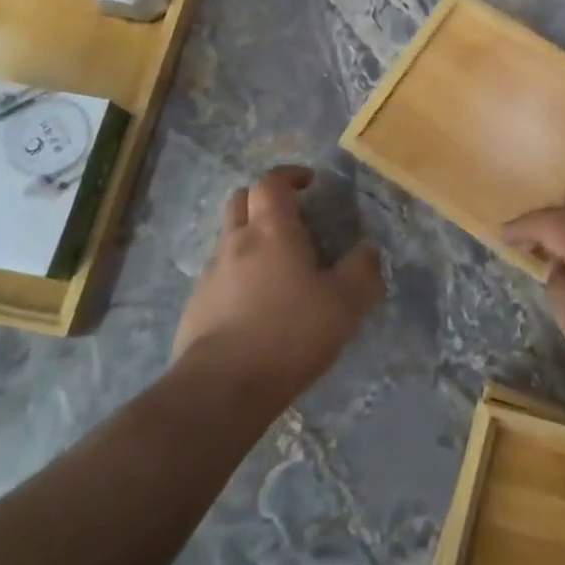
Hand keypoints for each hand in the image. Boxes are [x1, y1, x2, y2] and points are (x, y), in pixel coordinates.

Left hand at [172, 167, 384, 402]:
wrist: (221, 389)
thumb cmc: (289, 334)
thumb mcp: (344, 304)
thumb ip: (362, 271)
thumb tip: (369, 250)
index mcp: (271, 230)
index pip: (272, 182)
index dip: (290, 175)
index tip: (309, 183)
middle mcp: (235, 242)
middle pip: (241, 199)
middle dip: (264, 198)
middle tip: (290, 215)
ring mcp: (210, 274)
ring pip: (227, 237)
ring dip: (250, 236)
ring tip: (277, 264)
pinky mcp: (196, 306)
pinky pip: (218, 274)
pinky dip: (237, 273)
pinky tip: (256, 302)